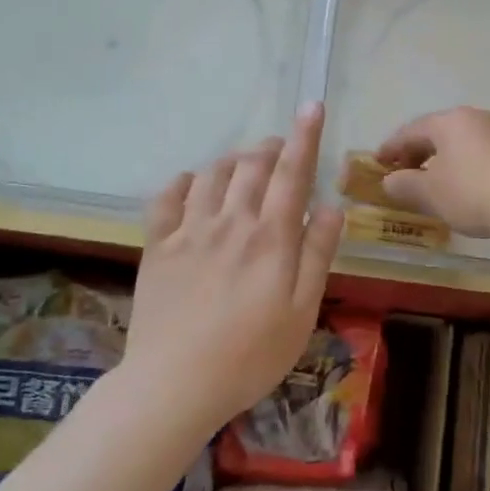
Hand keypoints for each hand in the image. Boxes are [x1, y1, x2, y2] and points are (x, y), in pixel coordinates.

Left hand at [126, 102, 344, 430]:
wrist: (175, 384)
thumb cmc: (251, 355)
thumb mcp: (302, 312)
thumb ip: (317, 256)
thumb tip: (332, 207)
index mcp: (271, 238)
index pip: (293, 173)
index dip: (305, 137)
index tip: (312, 107)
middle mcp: (231, 222)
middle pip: (252, 166)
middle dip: (270, 147)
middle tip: (279, 147)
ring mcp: (190, 231)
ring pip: (212, 174)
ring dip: (232, 159)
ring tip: (243, 164)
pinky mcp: (158, 246)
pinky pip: (167, 197)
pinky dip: (183, 181)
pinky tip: (191, 183)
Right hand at [373, 107, 489, 239]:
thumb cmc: (471, 192)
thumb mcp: (430, 193)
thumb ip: (405, 184)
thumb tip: (390, 180)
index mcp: (449, 121)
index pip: (411, 130)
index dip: (391, 147)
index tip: (377, 162)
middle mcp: (476, 118)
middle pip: (438, 132)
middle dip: (417, 153)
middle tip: (403, 173)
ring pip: (462, 143)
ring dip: (443, 160)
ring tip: (433, 182)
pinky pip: (482, 153)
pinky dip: (465, 166)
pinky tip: (464, 186)